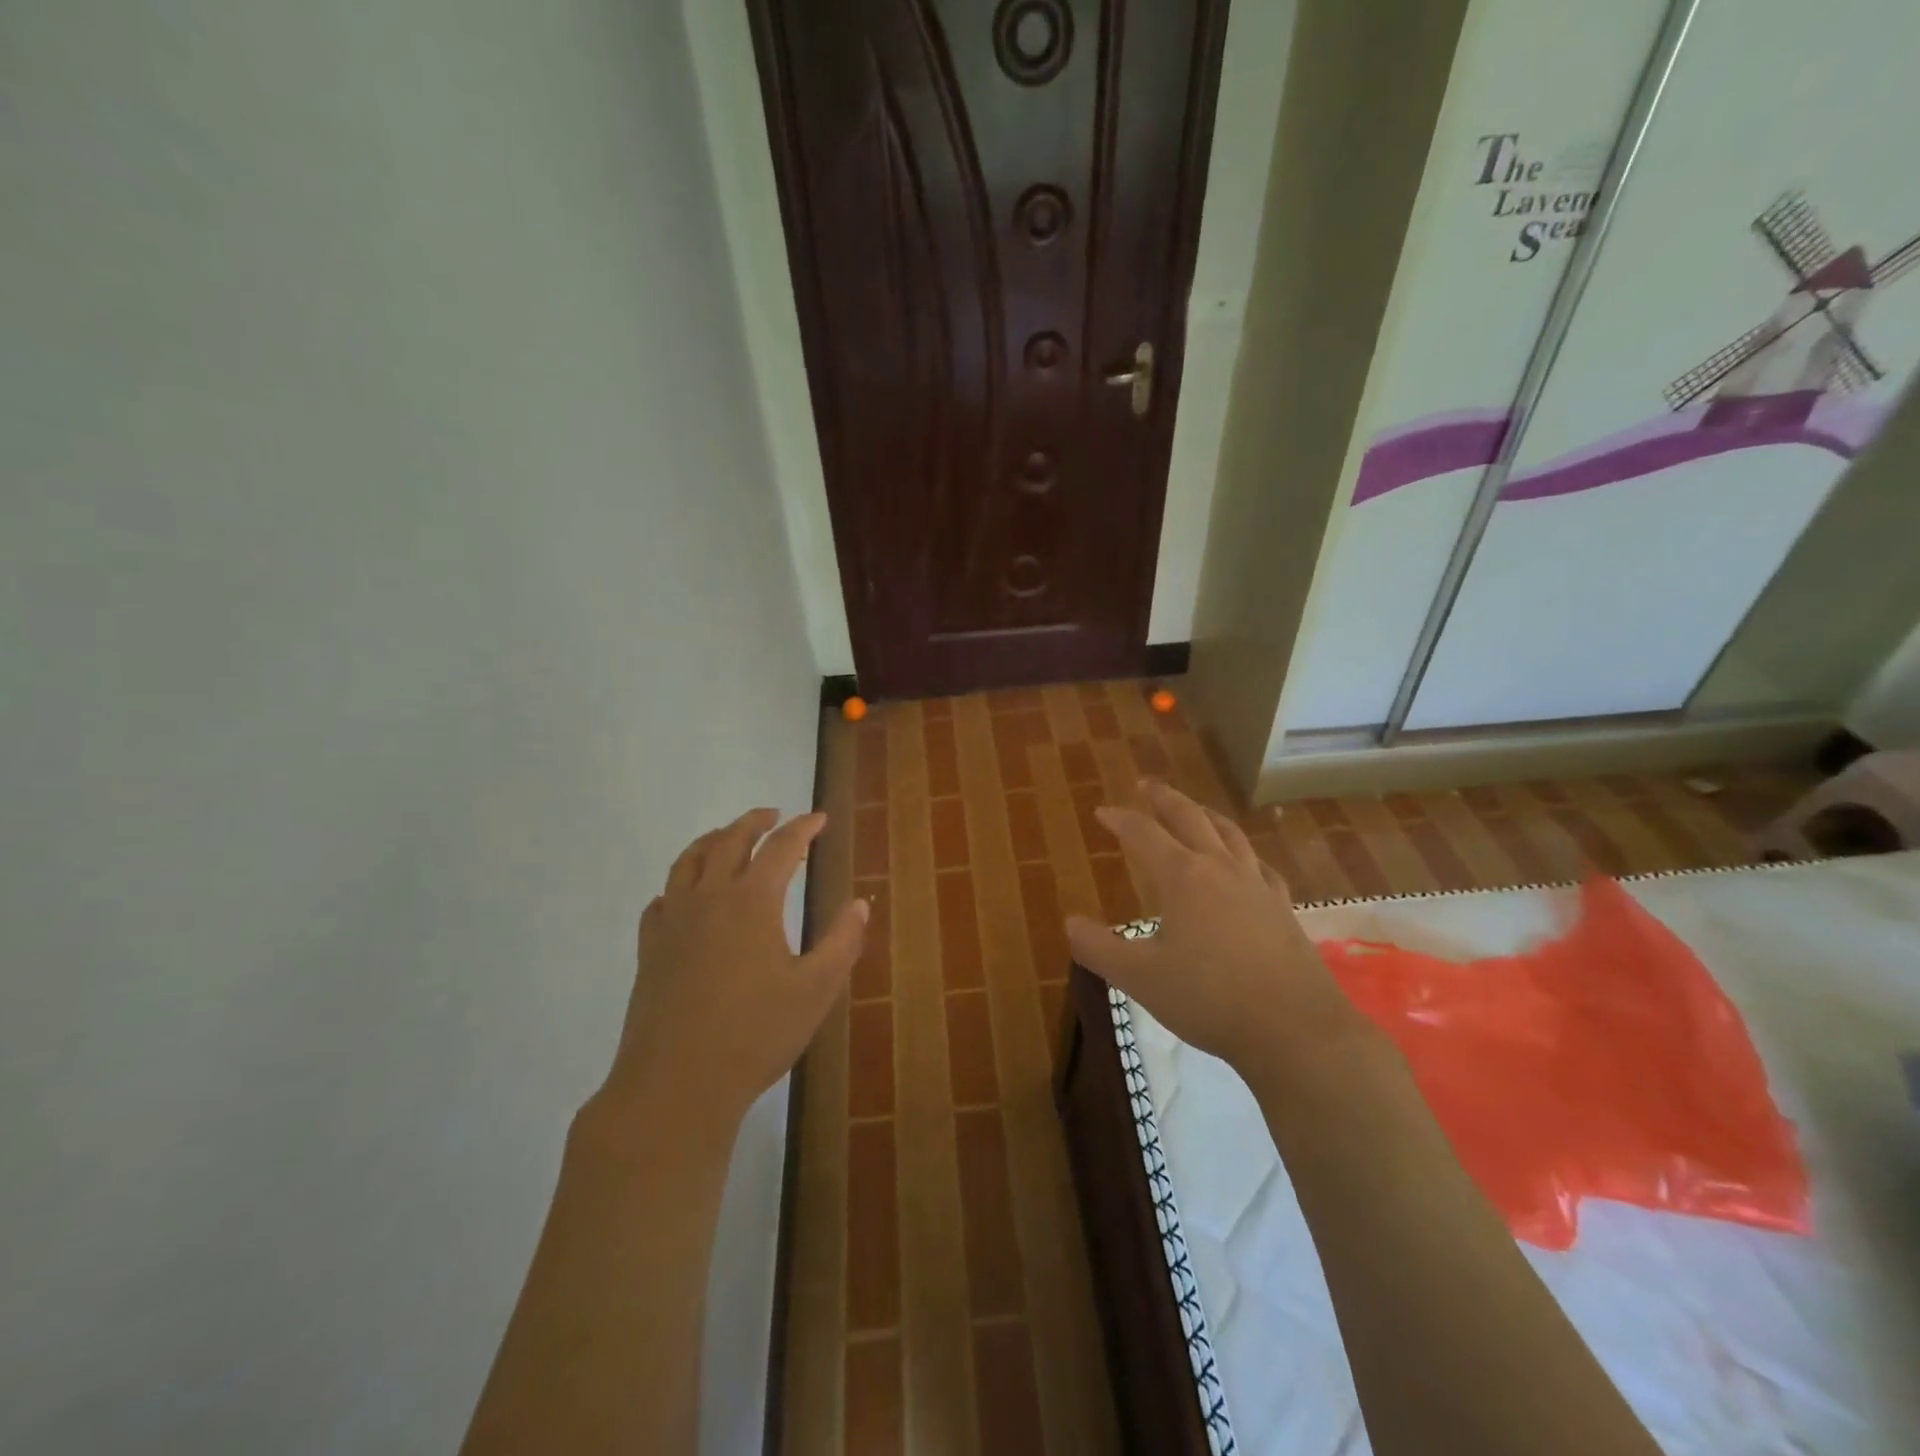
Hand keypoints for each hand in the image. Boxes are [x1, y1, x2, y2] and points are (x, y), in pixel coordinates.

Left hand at [595, 808, 867, 1131]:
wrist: (675, 1084)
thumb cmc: (755, 1035)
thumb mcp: (816, 990)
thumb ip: (842, 941)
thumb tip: (860, 904)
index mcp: (752, 901)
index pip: (781, 847)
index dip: (803, 828)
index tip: (819, 819)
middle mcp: (709, 898)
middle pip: (730, 840)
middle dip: (755, 821)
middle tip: (774, 814)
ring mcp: (673, 921)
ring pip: (689, 861)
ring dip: (713, 840)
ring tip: (728, 837)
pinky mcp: (650, 948)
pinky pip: (662, 899)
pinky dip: (679, 884)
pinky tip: (686, 897)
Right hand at [1066, 779, 1366, 1076]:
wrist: (1295, 1029)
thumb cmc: (1209, 998)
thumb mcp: (1140, 978)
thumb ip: (1100, 949)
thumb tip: (1070, 922)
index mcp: (1183, 877)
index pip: (1144, 834)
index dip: (1120, 820)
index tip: (1103, 812)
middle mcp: (1220, 868)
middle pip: (1190, 818)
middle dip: (1165, 799)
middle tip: (1148, 785)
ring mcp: (1257, 885)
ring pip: (1230, 834)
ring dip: (1206, 815)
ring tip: (1195, 809)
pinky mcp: (1282, 907)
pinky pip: (1258, 864)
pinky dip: (1242, 852)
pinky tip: (1243, 863)